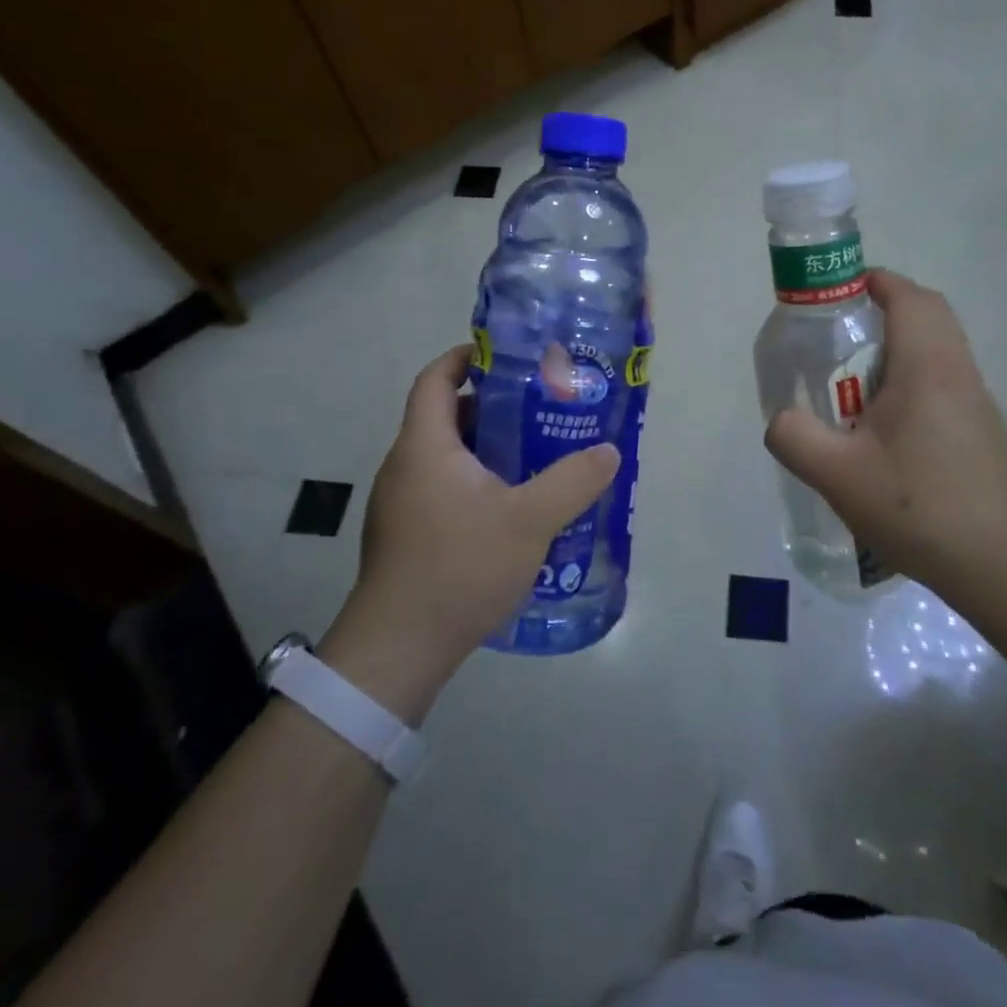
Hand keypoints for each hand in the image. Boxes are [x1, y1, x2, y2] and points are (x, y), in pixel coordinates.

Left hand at [318, 345, 618, 720]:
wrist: (398, 649)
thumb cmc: (459, 567)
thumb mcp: (530, 520)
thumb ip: (573, 482)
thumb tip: (608, 452)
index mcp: (425, 446)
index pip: (435, 378)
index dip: (465, 358)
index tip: (507, 357)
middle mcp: (405, 466)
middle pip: (444, 416)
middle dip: (492, 406)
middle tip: (539, 409)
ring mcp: (399, 504)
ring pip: (445, 456)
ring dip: (486, 448)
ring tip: (534, 456)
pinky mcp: (404, 535)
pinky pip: (441, 489)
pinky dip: (474, 482)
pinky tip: (510, 509)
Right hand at [763, 269, 1006, 591]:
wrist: (999, 563)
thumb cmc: (918, 507)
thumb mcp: (837, 474)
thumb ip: (794, 436)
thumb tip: (781, 418)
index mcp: (927, 367)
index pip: (909, 297)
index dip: (875, 282)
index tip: (839, 292)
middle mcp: (958, 372)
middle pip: (929, 314)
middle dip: (885, 310)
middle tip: (841, 334)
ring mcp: (977, 402)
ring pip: (940, 347)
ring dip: (900, 346)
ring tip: (855, 381)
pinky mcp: (982, 430)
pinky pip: (946, 379)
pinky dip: (914, 377)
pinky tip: (886, 426)